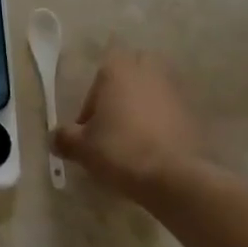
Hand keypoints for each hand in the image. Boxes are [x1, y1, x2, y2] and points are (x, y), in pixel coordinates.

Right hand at [54, 44, 208, 200]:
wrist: (173, 177)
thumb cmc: (120, 150)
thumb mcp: (82, 147)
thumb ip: (64, 138)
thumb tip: (54, 138)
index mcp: (117, 70)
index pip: (102, 69)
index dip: (93, 98)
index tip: (90, 126)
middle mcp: (147, 72)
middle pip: (132, 71)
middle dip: (123, 90)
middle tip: (113, 121)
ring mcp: (174, 91)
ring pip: (154, 90)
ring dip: (144, 106)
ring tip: (134, 137)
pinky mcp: (193, 113)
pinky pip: (171, 111)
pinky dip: (163, 123)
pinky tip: (154, 148)